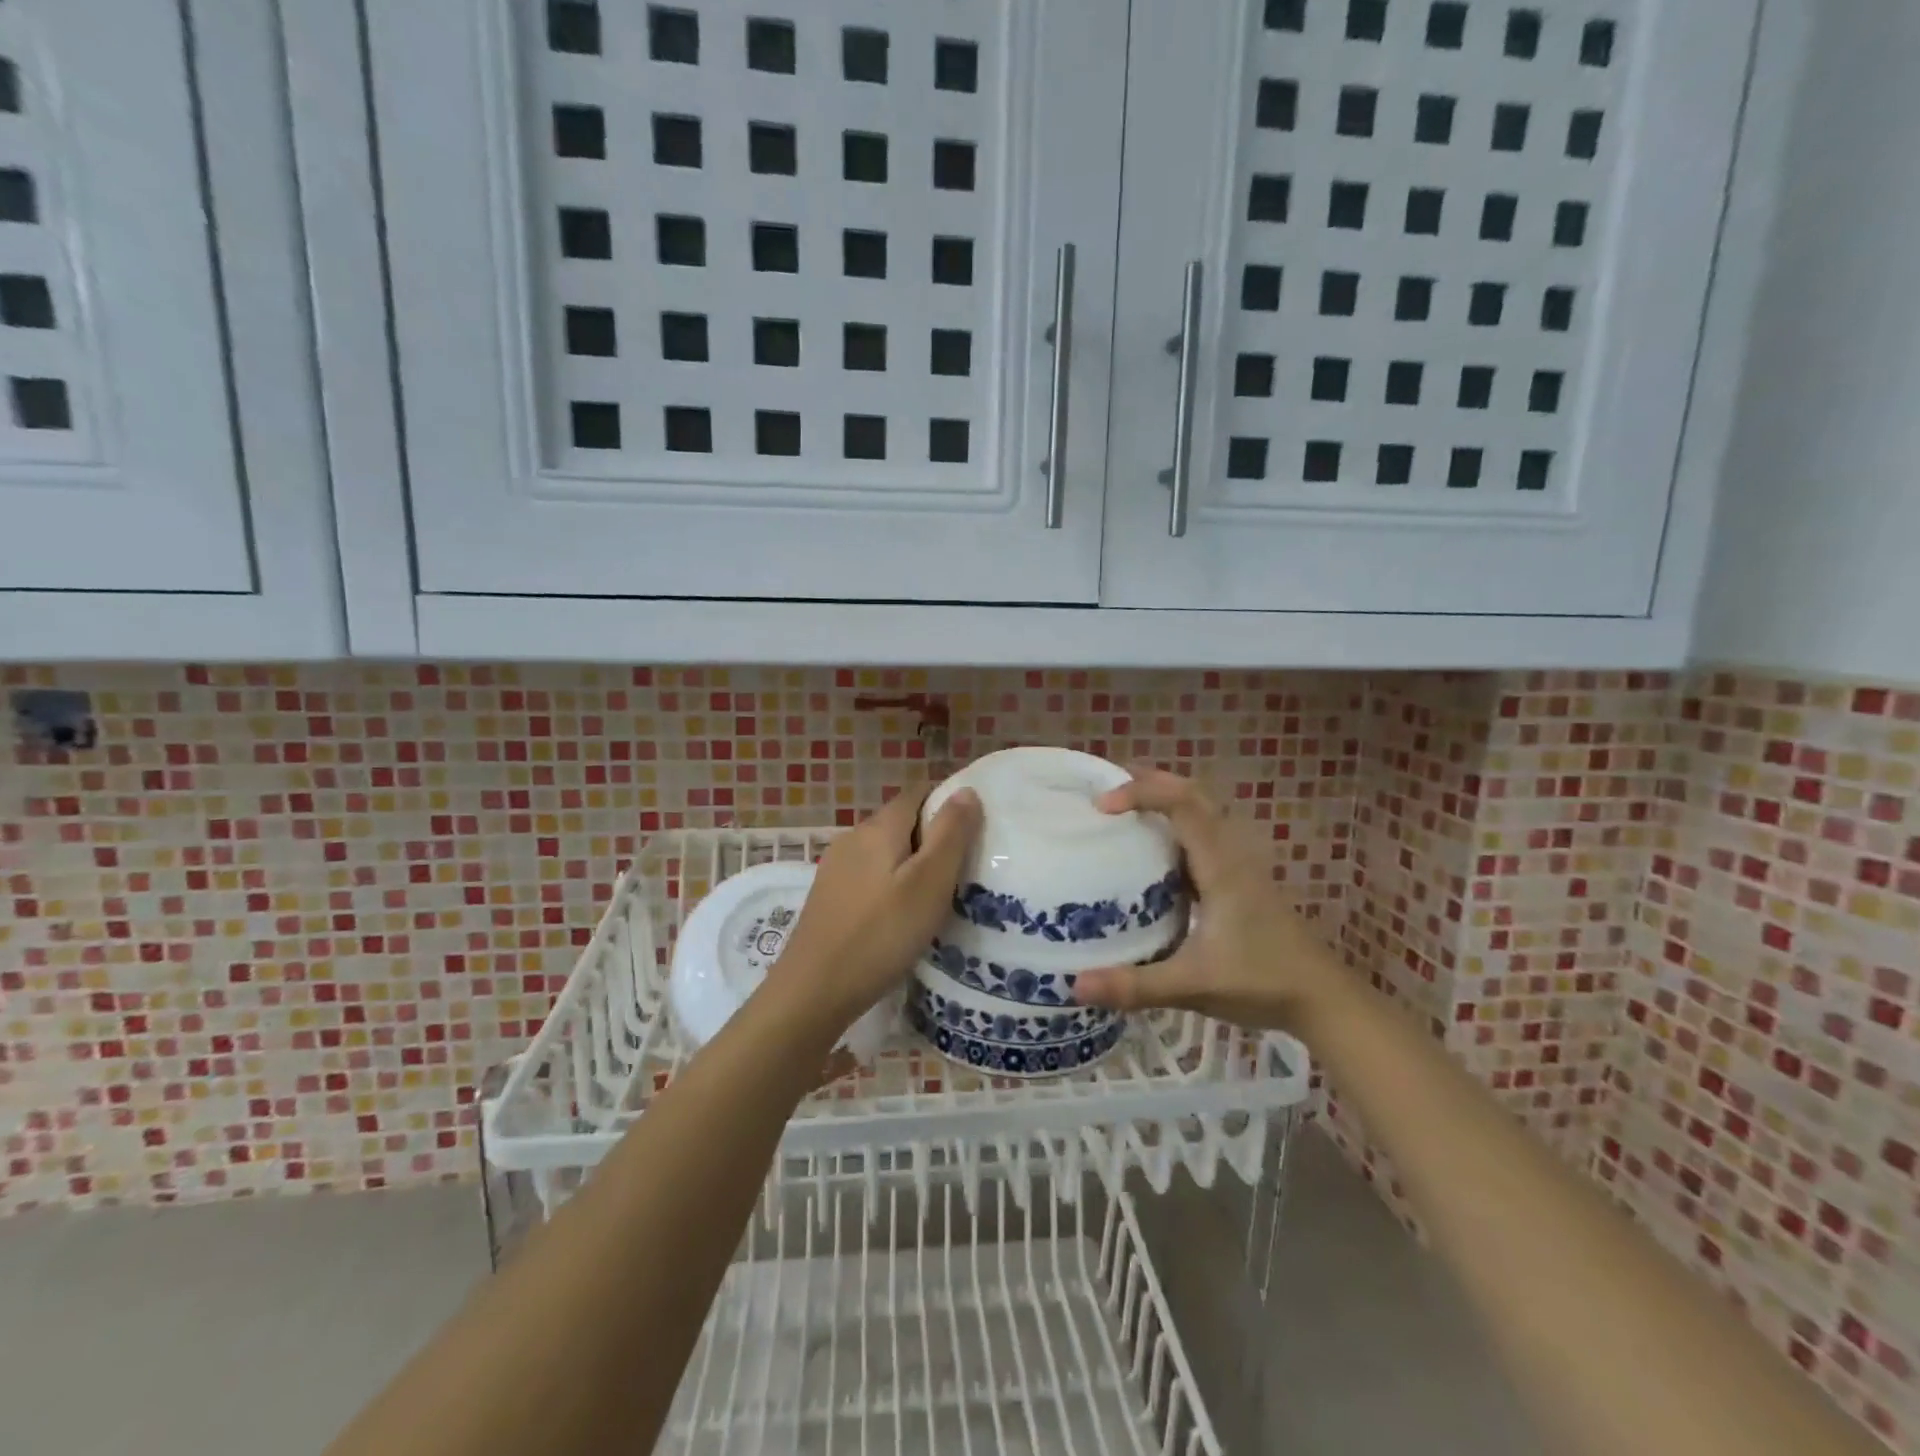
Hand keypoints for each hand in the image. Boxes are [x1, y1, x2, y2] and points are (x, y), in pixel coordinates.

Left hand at [775, 783, 982, 1032]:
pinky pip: (870, 875)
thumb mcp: (929, 883)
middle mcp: (853, 837)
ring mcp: (836, 867)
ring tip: (936, 897)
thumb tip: (966, 790)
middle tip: (962, 871)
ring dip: (912, 864)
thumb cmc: (881, 934)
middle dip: (932, 837)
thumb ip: (951, 834)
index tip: (973, 832)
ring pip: (885, 851)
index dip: (947, 803)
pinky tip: (901, 916)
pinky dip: (891, 884)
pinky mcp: (829, 896)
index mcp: (878, 827)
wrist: (813, 990)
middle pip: (901, 822)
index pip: (918, 793)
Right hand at [1072, 769, 1345, 1031]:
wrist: (1324, 1000)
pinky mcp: (1238, 883)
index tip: (1102, 804)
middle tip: (1105, 787)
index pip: (1183, 804)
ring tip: (1121, 809)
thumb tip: (1075, 985)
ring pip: (1200, 813)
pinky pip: (1201, 838)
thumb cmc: (1263, 983)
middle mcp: (1231, 855)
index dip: (1142, 792)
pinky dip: (1173, 829)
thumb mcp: (1194, 986)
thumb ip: (1135, 986)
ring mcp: (1237, 867)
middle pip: (1193, 795)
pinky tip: (1150, 855)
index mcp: (1221, 866)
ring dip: (1163, 801)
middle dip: (1150, 782)